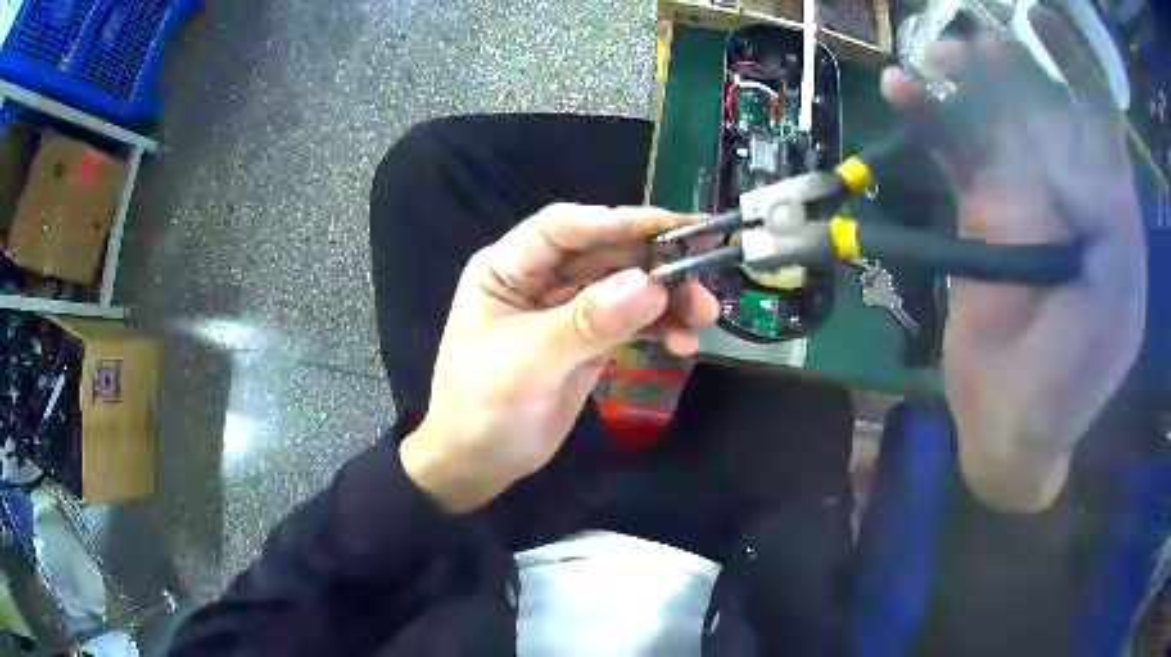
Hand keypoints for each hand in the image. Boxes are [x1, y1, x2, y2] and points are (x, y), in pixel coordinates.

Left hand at [400, 203, 719, 512]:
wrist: (479, 463)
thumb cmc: (483, 407)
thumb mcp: (530, 362)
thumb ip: (588, 322)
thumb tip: (651, 285)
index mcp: (508, 268)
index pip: (563, 228)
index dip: (615, 222)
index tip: (669, 227)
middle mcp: (539, 279)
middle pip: (604, 253)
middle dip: (654, 260)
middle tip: (706, 267)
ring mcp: (568, 309)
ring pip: (625, 285)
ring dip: (667, 295)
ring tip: (704, 314)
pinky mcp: (590, 340)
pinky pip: (632, 320)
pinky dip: (660, 326)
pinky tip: (684, 343)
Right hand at [882, 22, 1145, 510]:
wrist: (1012, 425)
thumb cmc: (1074, 382)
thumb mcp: (1114, 311)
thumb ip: (1110, 229)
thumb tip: (1067, 157)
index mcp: (1109, 208)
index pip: (1098, 116)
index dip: (1073, 63)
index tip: (1038, 19)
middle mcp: (1069, 188)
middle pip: (1040, 102)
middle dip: (1009, 65)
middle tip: (969, 49)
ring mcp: (1023, 196)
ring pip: (994, 116)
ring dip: (963, 82)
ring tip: (930, 64)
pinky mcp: (981, 212)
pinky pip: (954, 152)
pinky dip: (930, 120)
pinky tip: (901, 95)